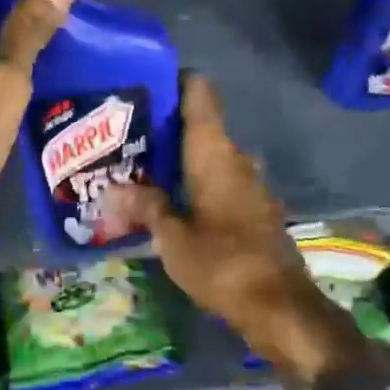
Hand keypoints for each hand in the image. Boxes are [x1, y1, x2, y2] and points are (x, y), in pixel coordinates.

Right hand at [106, 76, 343, 381]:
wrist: (279, 307)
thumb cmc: (222, 263)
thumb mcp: (172, 238)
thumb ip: (145, 207)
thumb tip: (110, 190)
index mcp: (215, 154)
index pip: (200, 95)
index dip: (176, 82)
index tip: (144, 84)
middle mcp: (236, 160)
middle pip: (201, 127)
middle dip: (165, 128)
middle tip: (124, 133)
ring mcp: (249, 186)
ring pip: (209, 158)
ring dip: (179, 160)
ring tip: (138, 167)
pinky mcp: (254, 211)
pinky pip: (219, 183)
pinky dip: (195, 184)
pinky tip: (169, 200)